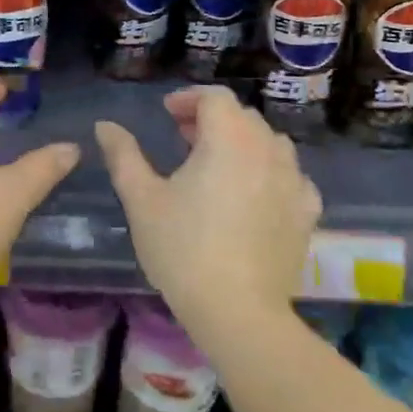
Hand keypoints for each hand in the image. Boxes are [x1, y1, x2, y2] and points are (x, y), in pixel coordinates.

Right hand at [96, 86, 319, 337]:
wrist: (239, 314)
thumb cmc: (183, 249)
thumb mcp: (142, 199)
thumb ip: (123, 155)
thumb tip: (105, 125)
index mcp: (228, 139)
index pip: (215, 97)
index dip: (189, 98)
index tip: (167, 114)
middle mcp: (267, 149)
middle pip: (242, 116)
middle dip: (212, 119)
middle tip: (184, 138)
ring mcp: (293, 181)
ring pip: (270, 143)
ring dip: (242, 142)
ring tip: (217, 164)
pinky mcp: (307, 213)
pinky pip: (291, 176)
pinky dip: (271, 173)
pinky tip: (255, 194)